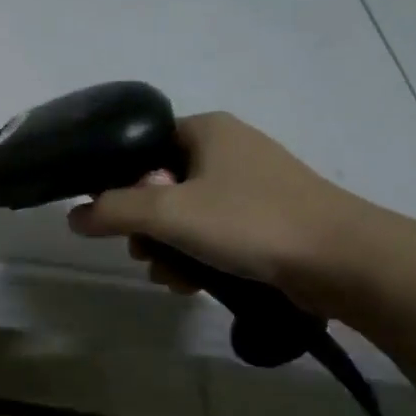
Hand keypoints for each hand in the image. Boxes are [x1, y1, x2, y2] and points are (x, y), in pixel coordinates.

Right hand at [66, 112, 369, 311]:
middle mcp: (228, 149)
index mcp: (206, 129)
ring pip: (186, 215)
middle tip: (145, 253)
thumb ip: (113, 210)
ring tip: (171, 278)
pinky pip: (215, 233)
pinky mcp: (268, 219)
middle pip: (160, 185)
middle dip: (146, 227)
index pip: (141, 146)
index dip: (120, 183)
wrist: (343, 261)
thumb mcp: (169, 212)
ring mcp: (251, 185)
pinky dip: (199, 256)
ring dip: (169, 248)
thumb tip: (72, 216)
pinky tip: (194, 285)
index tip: (115, 219)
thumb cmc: (250, 221)